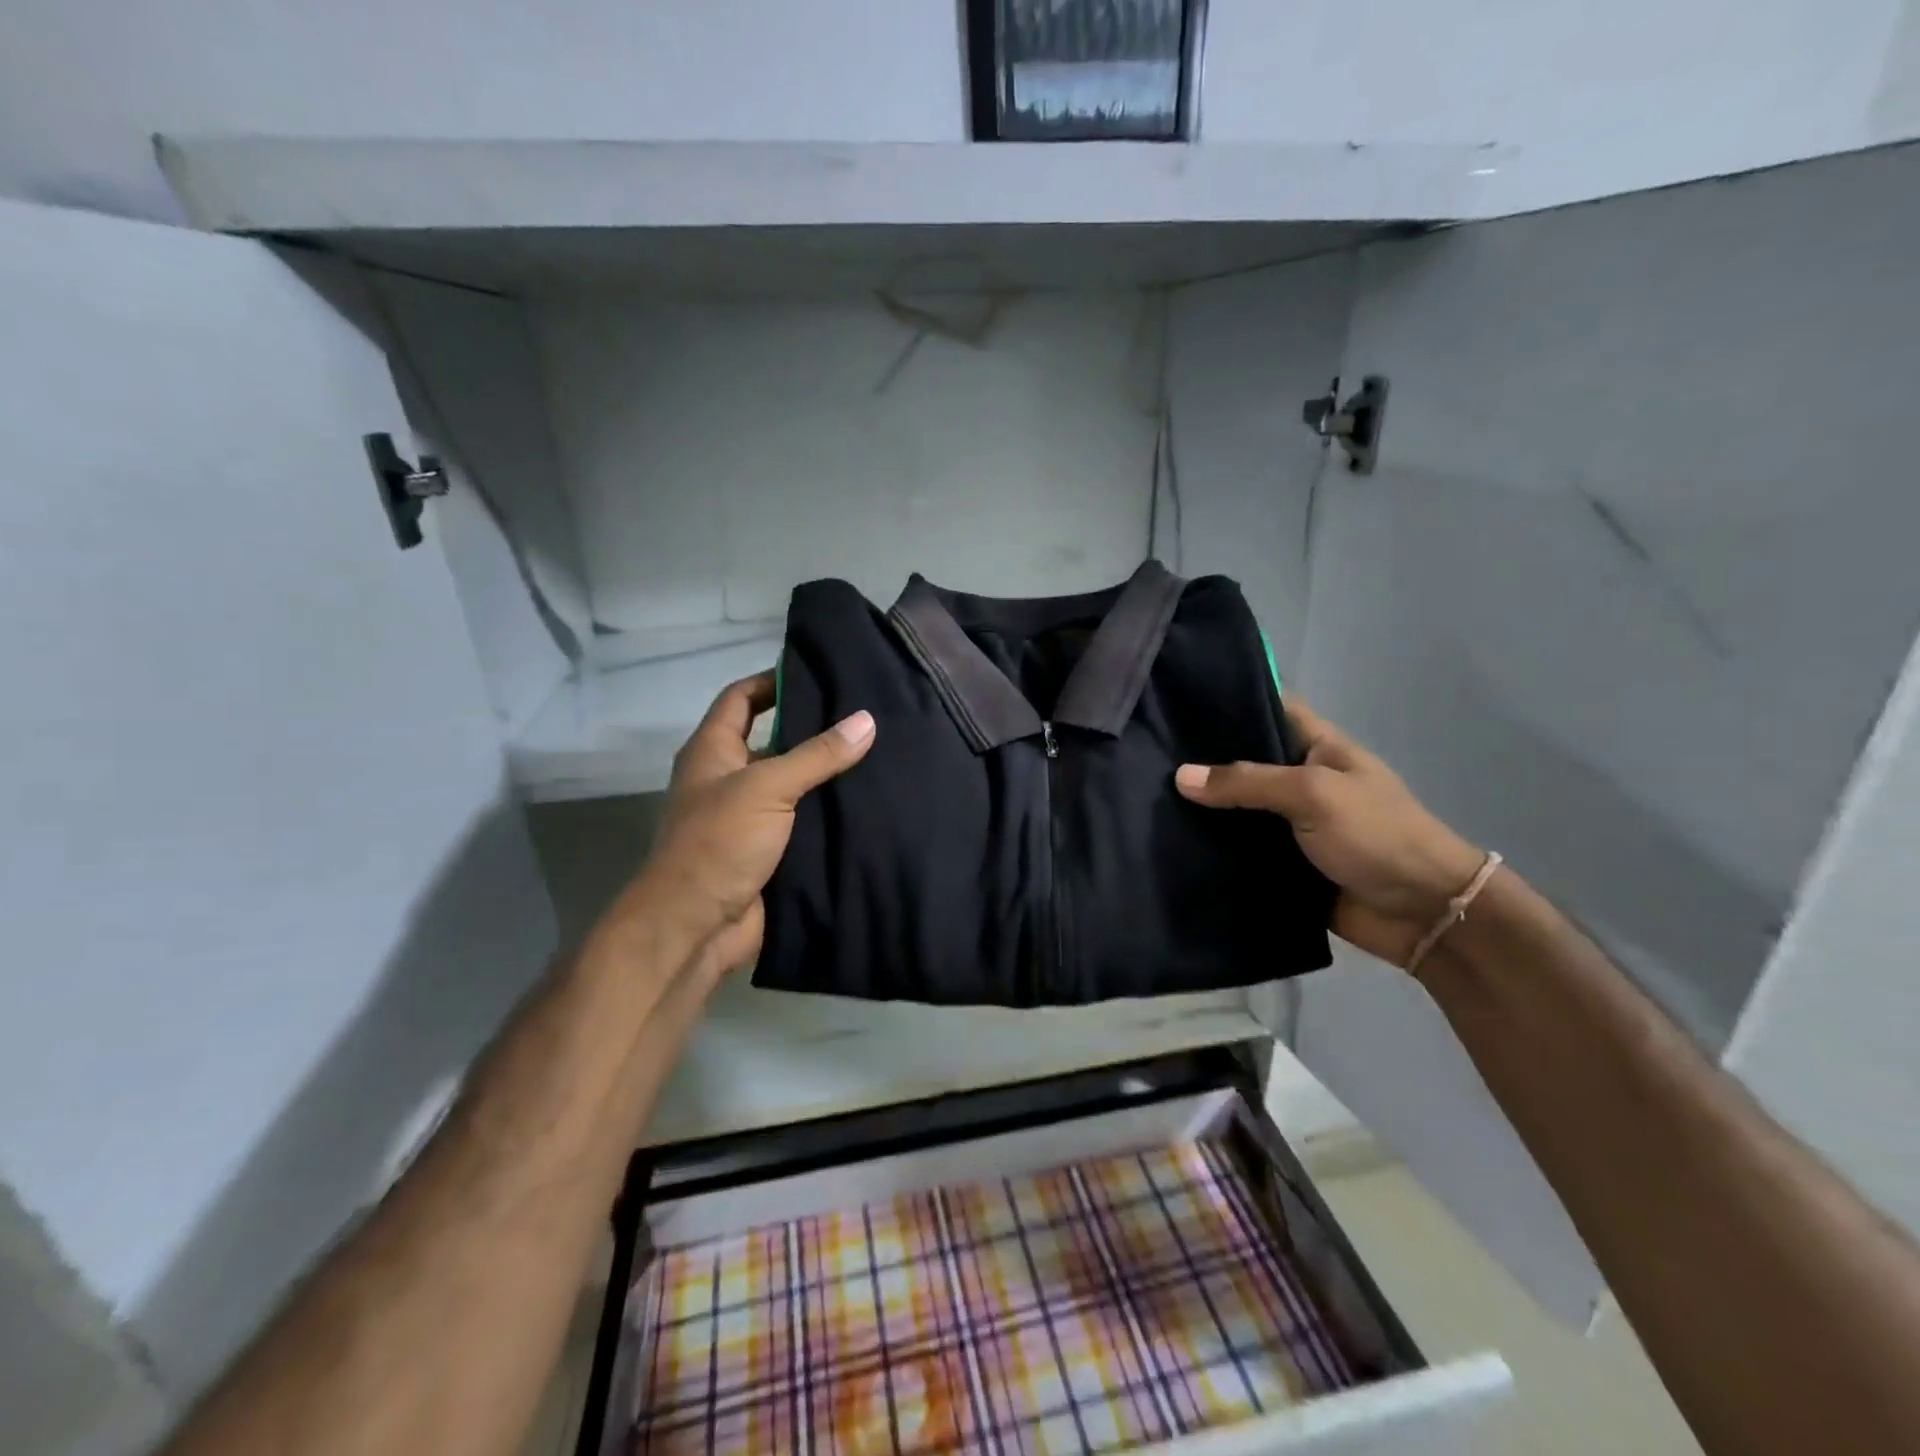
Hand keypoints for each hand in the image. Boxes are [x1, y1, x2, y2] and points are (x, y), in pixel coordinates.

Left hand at [604, 672, 874, 975]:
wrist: (695, 927)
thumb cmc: (718, 842)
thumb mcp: (768, 787)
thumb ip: (817, 755)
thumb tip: (866, 719)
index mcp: (713, 751)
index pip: (741, 698)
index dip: (772, 680)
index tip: (818, 673)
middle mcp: (727, 778)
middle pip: (771, 739)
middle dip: (812, 728)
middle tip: (863, 714)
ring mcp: (747, 816)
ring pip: (791, 783)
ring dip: (824, 773)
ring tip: (876, 753)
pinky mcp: (767, 850)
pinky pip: (801, 821)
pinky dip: (827, 812)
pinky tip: (865, 803)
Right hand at [1174, 702, 1483, 967]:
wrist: (1422, 913)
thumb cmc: (1376, 834)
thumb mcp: (1313, 794)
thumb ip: (1247, 783)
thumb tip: (1180, 777)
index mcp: (1317, 747)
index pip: (1269, 707)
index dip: (1229, 699)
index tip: (1178, 699)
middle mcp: (1299, 780)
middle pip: (1243, 760)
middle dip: (1201, 758)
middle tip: (1145, 750)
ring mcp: (1289, 823)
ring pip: (1235, 808)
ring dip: (1200, 807)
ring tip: (1144, 794)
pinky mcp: (1280, 863)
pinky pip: (1238, 849)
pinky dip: (1210, 847)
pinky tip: (1169, 839)